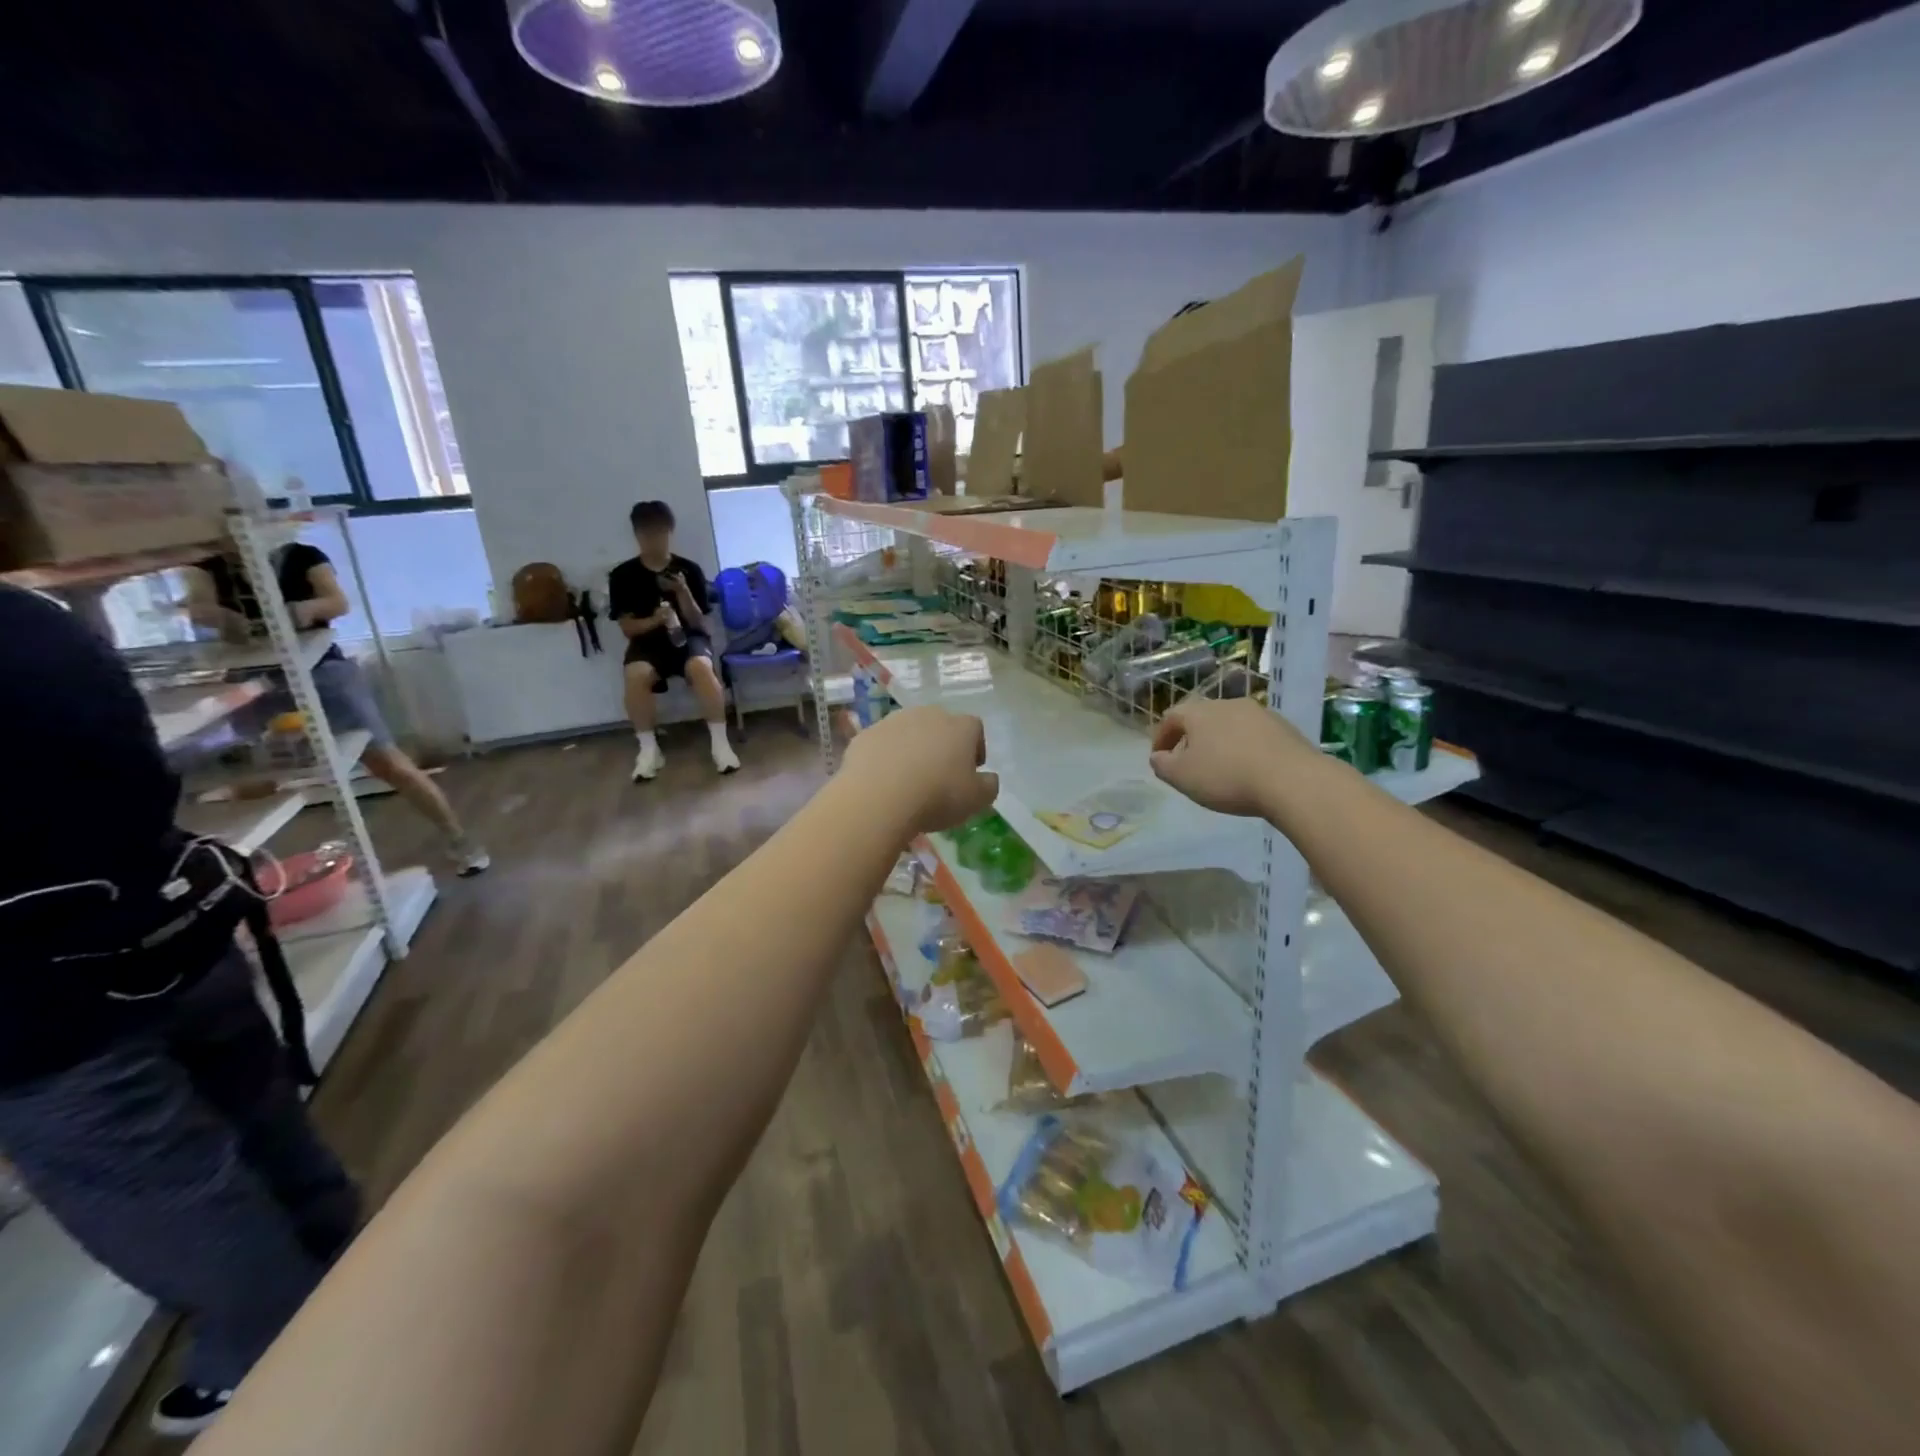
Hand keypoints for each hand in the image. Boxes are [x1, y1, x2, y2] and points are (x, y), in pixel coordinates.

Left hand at [843, 707, 997, 836]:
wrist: (878, 796)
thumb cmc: (937, 796)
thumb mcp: (977, 800)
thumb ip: (989, 786)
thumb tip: (988, 778)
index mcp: (960, 726)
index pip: (975, 728)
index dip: (976, 748)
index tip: (971, 771)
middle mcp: (928, 714)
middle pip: (941, 725)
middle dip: (943, 746)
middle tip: (940, 775)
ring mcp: (893, 721)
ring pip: (909, 732)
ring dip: (912, 749)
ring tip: (909, 779)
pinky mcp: (866, 734)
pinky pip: (882, 744)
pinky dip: (885, 757)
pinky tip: (884, 780)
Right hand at [1148, 697, 1323, 818]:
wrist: (1292, 780)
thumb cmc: (1227, 777)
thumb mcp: (1182, 777)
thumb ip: (1163, 765)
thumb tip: (1158, 757)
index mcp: (1199, 712)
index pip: (1171, 717)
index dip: (1161, 738)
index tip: (1159, 759)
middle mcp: (1228, 704)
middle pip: (1202, 718)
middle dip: (1192, 739)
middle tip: (1189, 763)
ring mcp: (1260, 714)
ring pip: (1230, 725)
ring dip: (1220, 743)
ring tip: (1221, 768)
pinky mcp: (1285, 728)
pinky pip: (1254, 736)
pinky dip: (1245, 748)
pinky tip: (1249, 770)